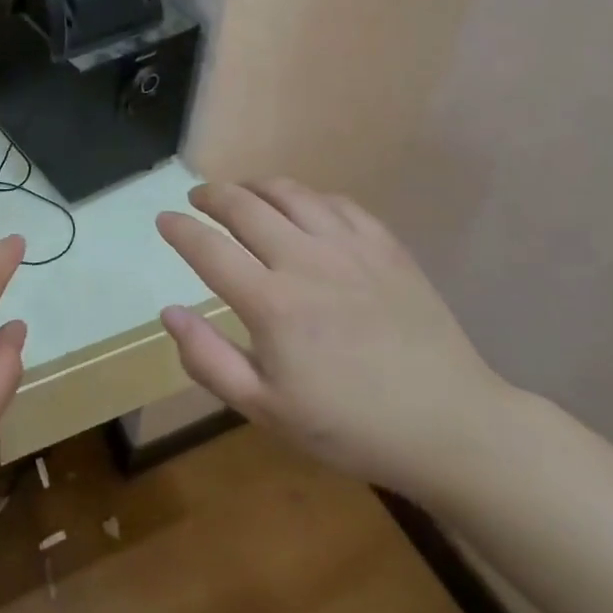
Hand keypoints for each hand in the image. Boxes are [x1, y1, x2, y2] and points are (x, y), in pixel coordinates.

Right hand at [156, 180, 513, 500]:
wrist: (449, 424)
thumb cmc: (349, 426)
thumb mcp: (265, 409)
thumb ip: (208, 359)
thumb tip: (169, 311)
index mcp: (271, 303)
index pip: (208, 248)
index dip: (179, 229)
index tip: (163, 219)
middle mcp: (305, 260)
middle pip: (244, 206)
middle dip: (211, 195)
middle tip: (197, 199)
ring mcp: (350, 248)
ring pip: (290, 193)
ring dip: (255, 186)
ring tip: (242, 192)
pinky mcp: (386, 246)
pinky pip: (337, 202)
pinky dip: (307, 196)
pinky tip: (302, 208)